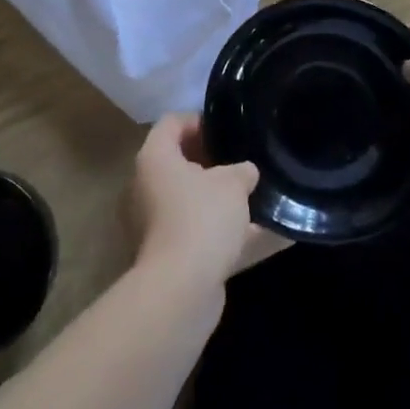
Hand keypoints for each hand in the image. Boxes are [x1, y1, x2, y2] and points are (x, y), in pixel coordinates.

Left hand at [128, 114, 266, 289]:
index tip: (228, 128)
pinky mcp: (166, 254)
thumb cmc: (201, 217)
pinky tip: (263, 234)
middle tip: (242, 161)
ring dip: (218, 199)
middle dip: (212, 162)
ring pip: (189, 201)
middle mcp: (146, 186)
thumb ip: (241, 171)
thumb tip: (246, 172)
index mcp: (154, 158)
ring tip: (254, 195)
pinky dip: (224, 232)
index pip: (172, 123)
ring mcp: (153, 222)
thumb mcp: (232, 184)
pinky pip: (198, 232)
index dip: (200, 120)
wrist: (181, 288)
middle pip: (178, 162)